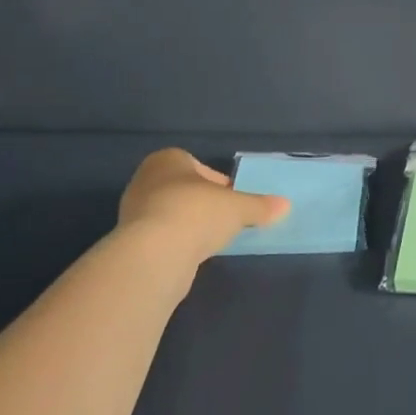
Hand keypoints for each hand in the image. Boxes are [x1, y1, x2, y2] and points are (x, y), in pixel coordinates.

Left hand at [116, 149, 289, 261]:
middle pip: (184, 189)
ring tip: (212, 240)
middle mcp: (146, 180)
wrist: (155, 254)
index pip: (196, 165)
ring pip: (172, 213)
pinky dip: (178, 243)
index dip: (218, 182)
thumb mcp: (239, 207)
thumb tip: (285, 205)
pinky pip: (162, 236)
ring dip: (191, 224)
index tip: (232, 199)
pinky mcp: (131, 242)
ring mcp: (134, 212)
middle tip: (226, 219)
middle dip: (204, 203)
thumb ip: (260, 205)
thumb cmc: (197, 212)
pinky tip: (193, 254)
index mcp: (167, 160)